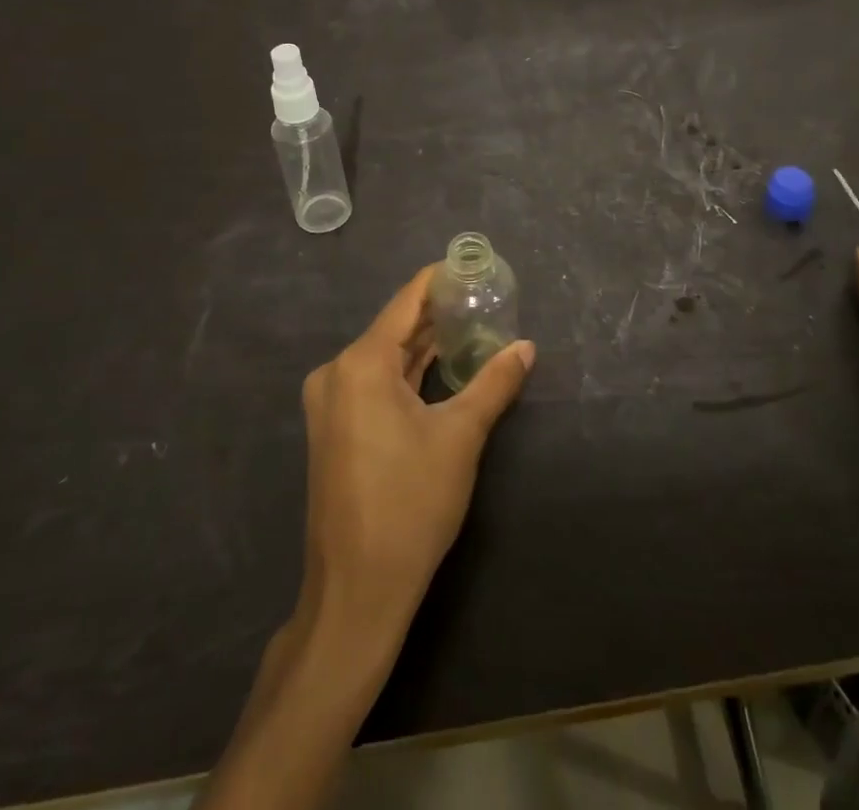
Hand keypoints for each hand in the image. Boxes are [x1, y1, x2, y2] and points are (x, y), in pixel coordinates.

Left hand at [297, 264, 534, 636]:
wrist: (356, 592)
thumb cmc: (410, 505)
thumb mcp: (461, 437)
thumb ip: (494, 384)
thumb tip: (527, 347)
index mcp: (360, 364)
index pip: (406, 302)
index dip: (440, 280)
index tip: (473, 265)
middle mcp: (337, 373)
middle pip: (394, 327)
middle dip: (438, 313)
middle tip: (484, 296)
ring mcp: (331, 403)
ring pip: (385, 356)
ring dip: (424, 344)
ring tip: (472, 324)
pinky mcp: (335, 429)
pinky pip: (375, 382)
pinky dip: (408, 372)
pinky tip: (442, 366)